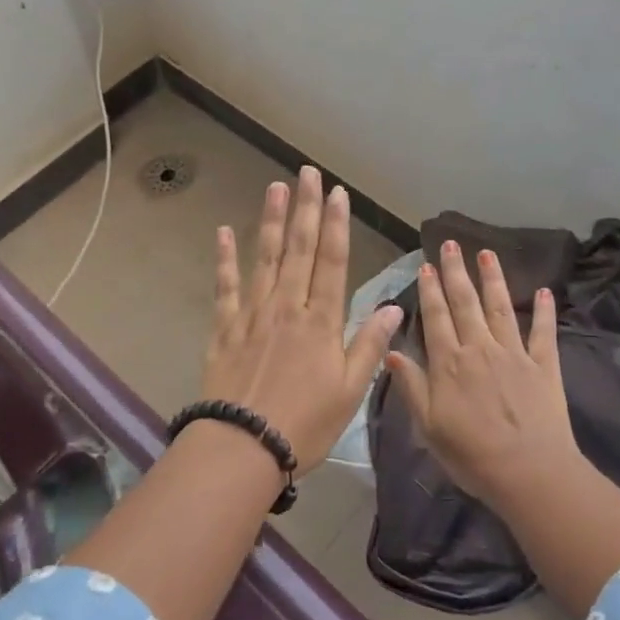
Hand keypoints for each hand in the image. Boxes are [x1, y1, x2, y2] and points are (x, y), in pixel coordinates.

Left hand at [200, 167, 401, 475]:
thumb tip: (396, 308)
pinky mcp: (225, 327)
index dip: (336, 225)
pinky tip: (223, 232)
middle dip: (305, 208)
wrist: (243, 446)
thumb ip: (370, 345)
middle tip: (307, 173)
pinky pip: (225, 286)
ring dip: (270, 220)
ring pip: (264, 258)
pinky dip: (225, 258)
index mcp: (320, 321)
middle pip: (298, 249)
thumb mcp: (350, 391)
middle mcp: (287, 307)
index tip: (338, 193)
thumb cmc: (304, 424)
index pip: (331, 261)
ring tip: (275, 187)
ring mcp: (252, 313)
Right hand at [385, 241, 581, 509]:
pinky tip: (544, 291)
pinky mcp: (545, 367)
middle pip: (466, 303)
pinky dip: (544, 311)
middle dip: (456, 271)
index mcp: (450, 363)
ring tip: (487, 253)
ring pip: (501, 308)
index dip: (430, 290)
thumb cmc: (472, 455)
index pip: (437, 317)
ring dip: (493, 279)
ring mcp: (515, 354)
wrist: (530, 474)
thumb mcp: (428, 426)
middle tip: (451, 243)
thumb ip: (411, 386)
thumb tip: (391, 350)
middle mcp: (481, 348)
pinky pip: (544, 333)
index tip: (426, 265)